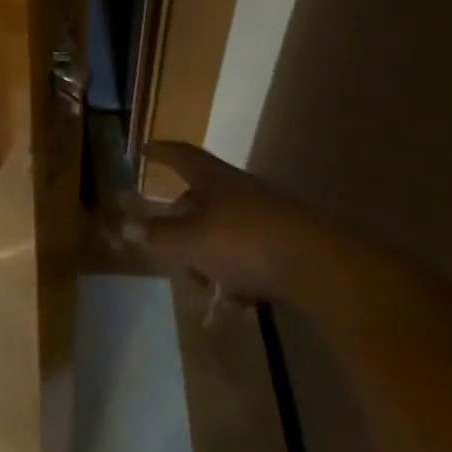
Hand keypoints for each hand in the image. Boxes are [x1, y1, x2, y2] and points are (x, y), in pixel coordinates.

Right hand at [130, 142, 322, 303]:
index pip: (180, 155)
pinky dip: (238, 272)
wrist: (321, 266)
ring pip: (225, 228)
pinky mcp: (290, 242)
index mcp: (212, 178)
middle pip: (201, 196)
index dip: (160, 152)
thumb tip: (129, 227)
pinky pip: (251, 252)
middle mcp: (238, 188)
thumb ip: (160, 237)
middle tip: (170, 244)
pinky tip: (239, 300)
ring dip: (209, 253)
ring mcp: (267, 214)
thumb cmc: (244, 242)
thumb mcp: (191, 242)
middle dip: (182, 221)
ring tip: (205, 285)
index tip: (144, 151)